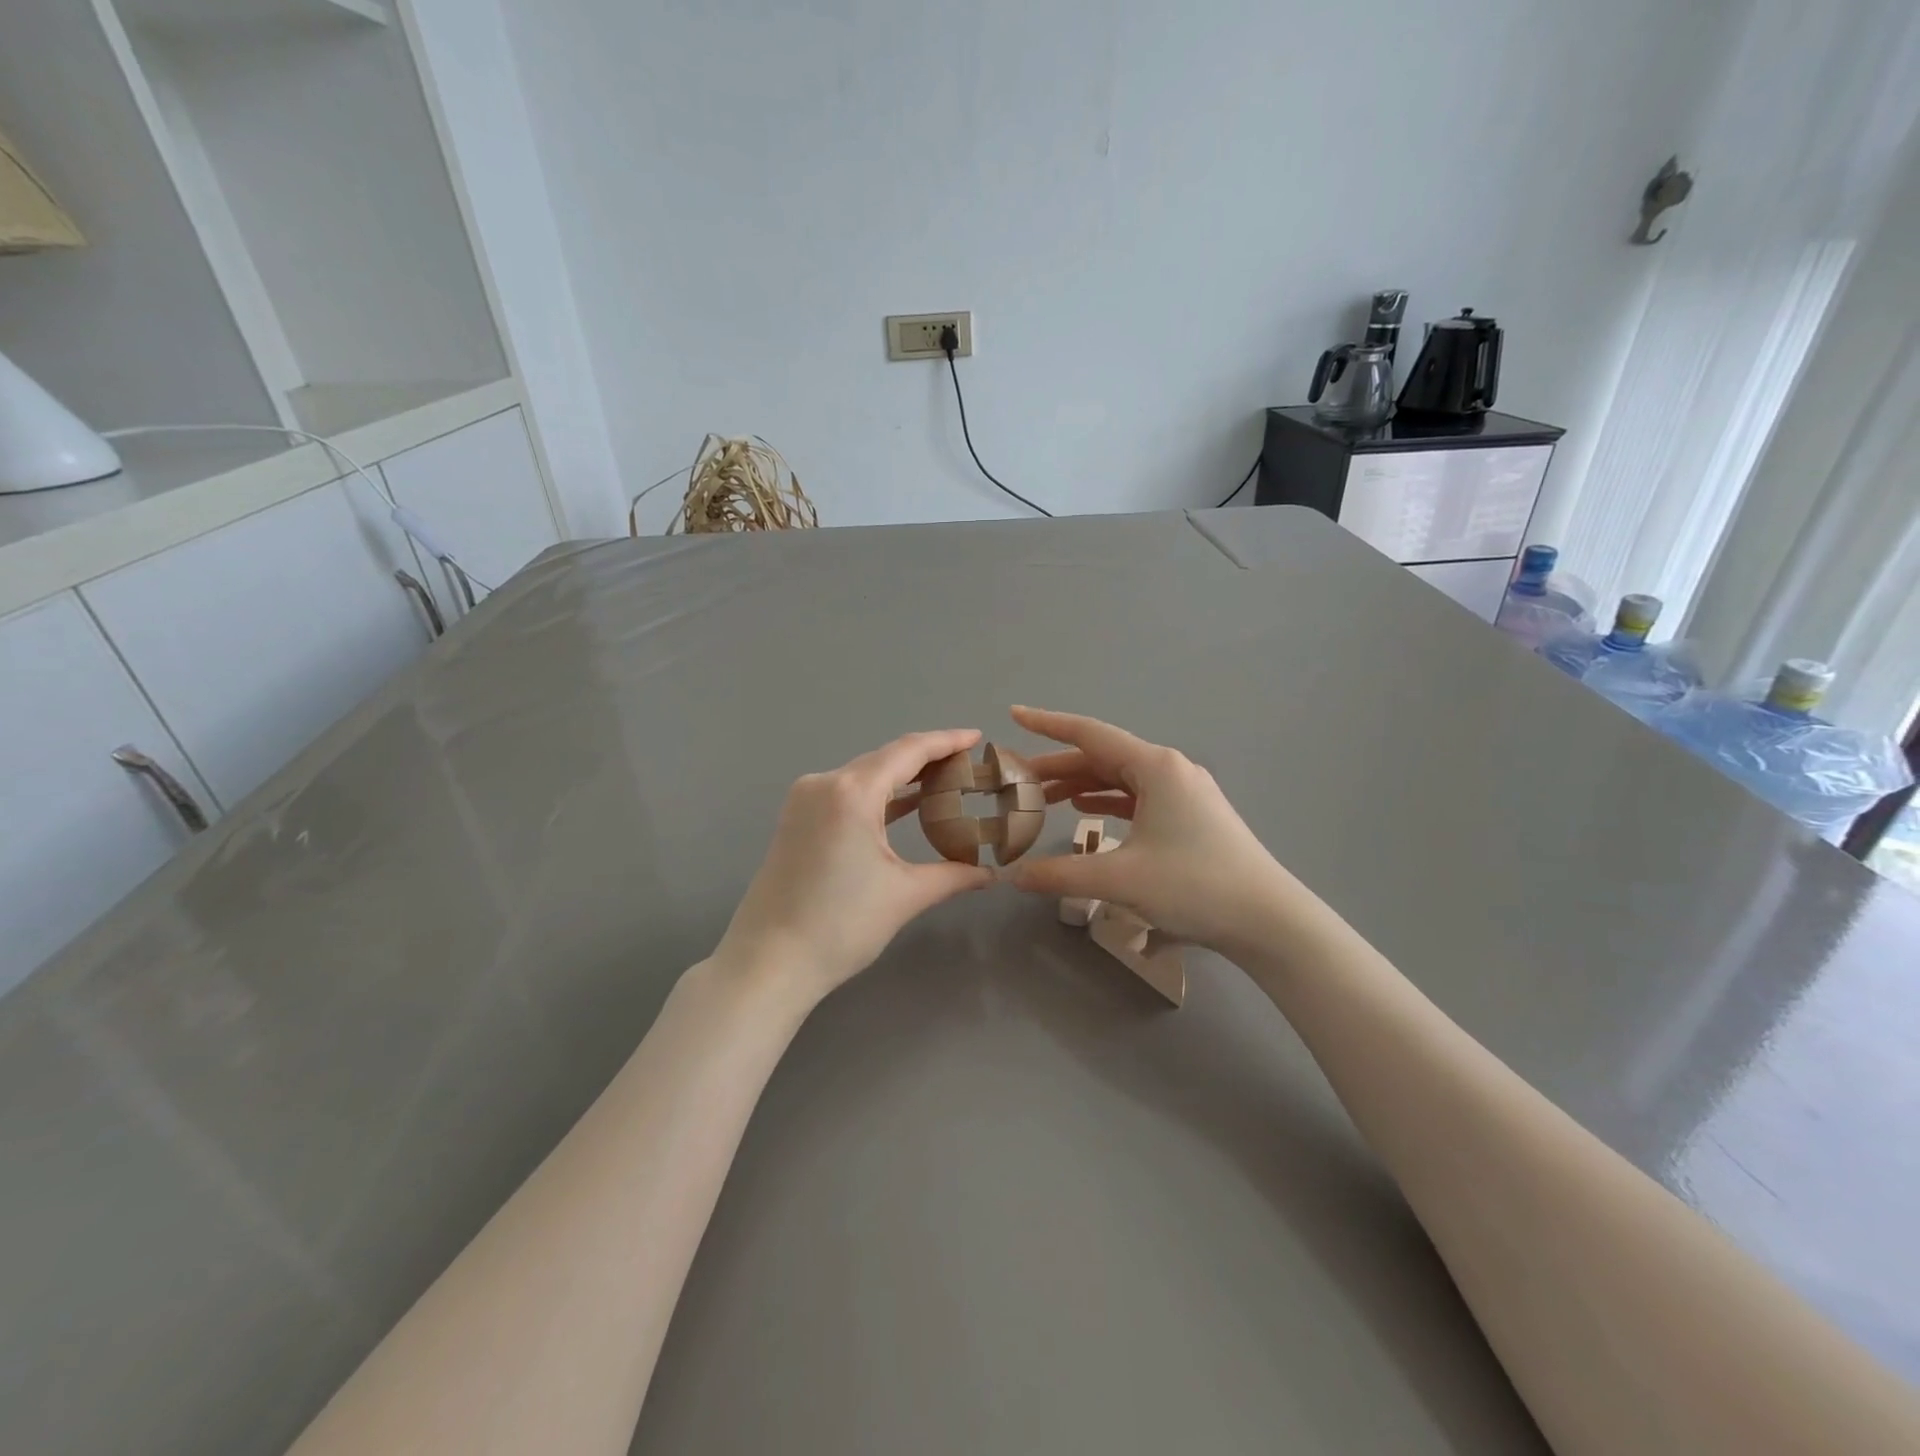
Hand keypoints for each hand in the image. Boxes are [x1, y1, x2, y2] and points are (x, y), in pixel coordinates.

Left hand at [713, 730, 994, 1007]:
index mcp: (851, 793)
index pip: (908, 751)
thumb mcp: (904, 896)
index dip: (946, 741)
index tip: (976, 736)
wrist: (767, 962)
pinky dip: (877, 795)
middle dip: (927, 758)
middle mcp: (824, 784)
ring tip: (944, 781)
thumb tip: (990, 874)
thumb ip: (953, 875)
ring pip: (863, 775)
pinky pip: (845, 793)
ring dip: (901, 777)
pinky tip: (903, 804)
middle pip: (885, 758)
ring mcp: (804, 800)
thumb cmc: (840, 926)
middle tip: (968, 764)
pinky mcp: (796, 819)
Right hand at [1008, 706, 1293, 954]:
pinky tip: (1086, 812)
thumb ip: (1061, 873)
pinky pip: (1138, 797)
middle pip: (1103, 758)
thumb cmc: (1195, 886)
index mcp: (1155, 767)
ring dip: (1081, 786)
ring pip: (1120, 779)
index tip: (1014, 714)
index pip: (1089, 734)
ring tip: (1043, 799)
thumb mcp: (1121, 879)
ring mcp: (1184, 793)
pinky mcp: (1191, 816)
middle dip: (1058, 767)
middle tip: (1018, 781)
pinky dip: (1107, 801)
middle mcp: (1170, 769)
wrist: (1268, 920)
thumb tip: (1014, 877)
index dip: (1047, 724)